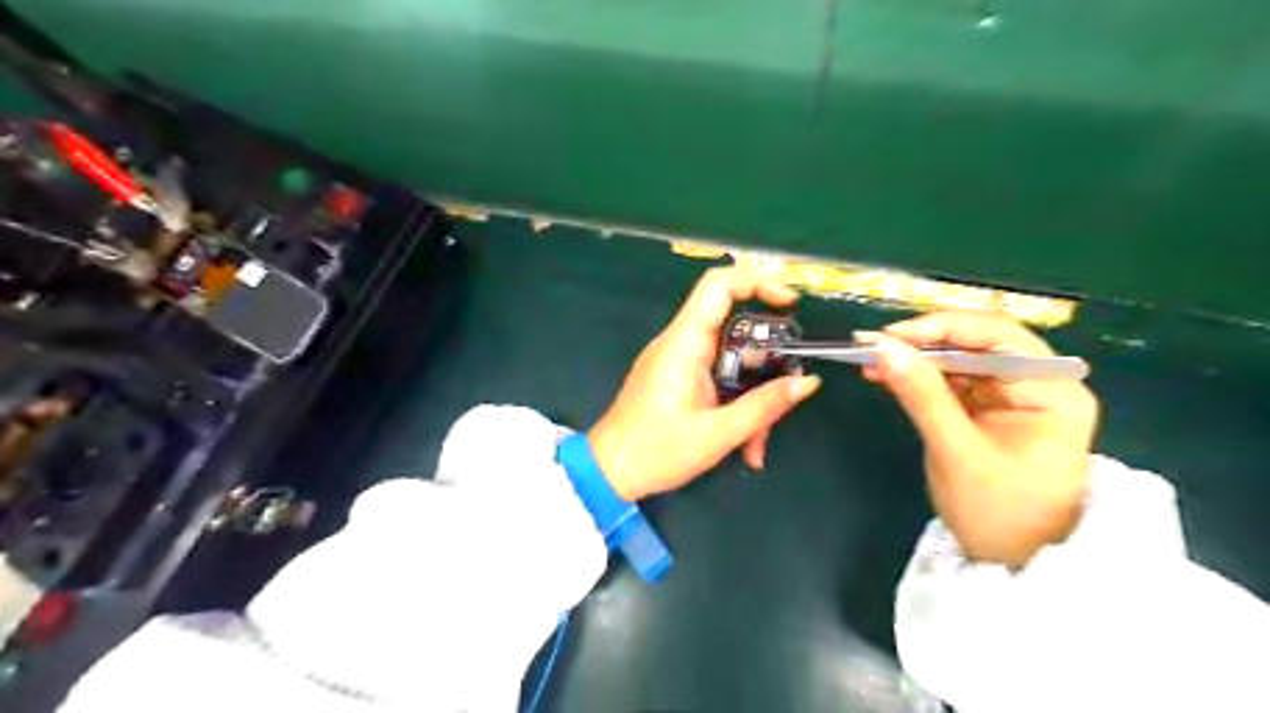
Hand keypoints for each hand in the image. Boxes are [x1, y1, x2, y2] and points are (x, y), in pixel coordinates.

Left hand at [587, 268, 823, 501]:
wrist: (609, 473)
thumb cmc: (656, 452)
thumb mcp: (718, 434)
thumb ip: (764, 406)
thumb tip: (808, 382)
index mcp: (684, 344)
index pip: (718, 285)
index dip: (757, 282)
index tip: (790, 303)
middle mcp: (680, 343)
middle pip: (735, 330)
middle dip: (766, 364)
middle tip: (786, 393)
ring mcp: (678, 361)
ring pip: (732, 361)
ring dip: (753, 396)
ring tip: (757, 444)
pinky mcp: (678, 379)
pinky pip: (718, 378)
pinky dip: (737, 404)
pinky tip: (745, 446)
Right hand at [863, 312, 1102, 568]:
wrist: (1015, 563)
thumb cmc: (998, 513)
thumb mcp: (956, 451)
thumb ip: (921, 395)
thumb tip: (882, 346)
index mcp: (1052, 389)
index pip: (995, 335)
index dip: (939, 328)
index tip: (888, 336)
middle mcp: (1039, 382)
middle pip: (977, 342)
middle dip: (923, 343)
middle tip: (873, 347)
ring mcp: (1013, 395)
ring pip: (959, 359)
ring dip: (916, 359)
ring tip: (872, 362)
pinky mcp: (990, 409)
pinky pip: (951, 381)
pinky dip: (919, 377)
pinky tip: (889, 376)